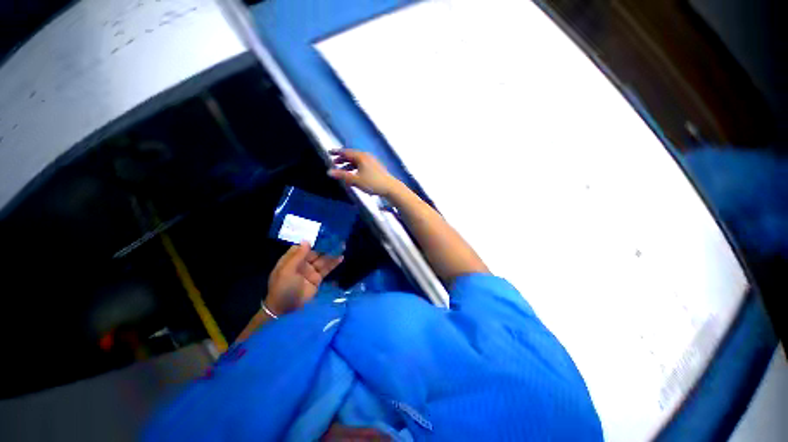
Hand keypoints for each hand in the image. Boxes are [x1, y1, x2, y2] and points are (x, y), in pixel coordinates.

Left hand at [265, 242, 342, 315]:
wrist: (286, 309)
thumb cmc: (283, 288)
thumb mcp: (287, 271)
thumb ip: (297, 256)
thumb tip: (307, 241)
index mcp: (290, 260)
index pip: (301, 247)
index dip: (311, 242)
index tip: (321, 235)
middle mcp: (301, 264)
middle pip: (314, 252)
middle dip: (324, 246)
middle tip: (336, 239)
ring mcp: (310, 271)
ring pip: (322, 260)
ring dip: (331, 253)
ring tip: (342, 246)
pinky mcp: (317, 279)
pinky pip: (326, 269)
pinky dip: (334, 263)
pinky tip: (341, 257)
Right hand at [328, 149, 400, 196]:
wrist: (390, 187)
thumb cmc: (373, 183)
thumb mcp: (356, 180)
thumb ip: (342, 175)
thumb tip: (329, 172)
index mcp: (361, 157)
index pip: (346, 152)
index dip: (337, 152)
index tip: (329, 152)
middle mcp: (366, 157)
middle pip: (352, 156)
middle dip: (342, 159)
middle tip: (334, 162)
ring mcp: (372, 161)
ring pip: (357, 161)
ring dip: (349, 164)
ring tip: (342, 170)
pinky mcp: (376, 167)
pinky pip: (362, 165)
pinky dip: (355, 168)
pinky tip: (354, 175)